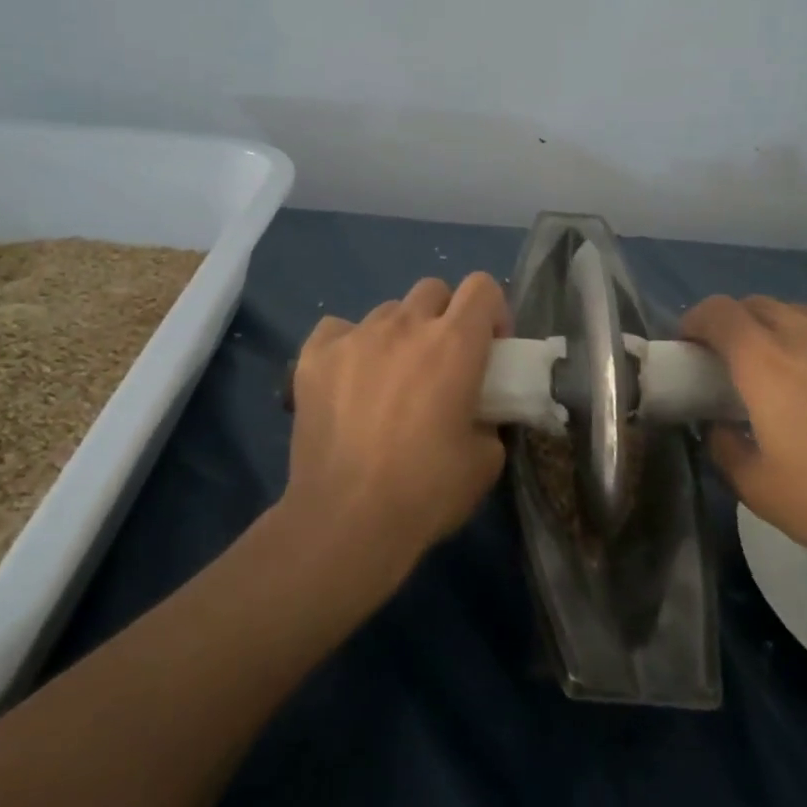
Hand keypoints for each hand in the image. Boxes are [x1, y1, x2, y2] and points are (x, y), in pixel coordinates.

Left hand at [283, 274, 509, 584]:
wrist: (346, 519)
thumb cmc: (426, 490)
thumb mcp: (485, 460)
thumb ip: (489, 419)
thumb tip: (478, 413)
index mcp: (454, 343)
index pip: (482, 286)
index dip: (492, 311)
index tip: (490, 347)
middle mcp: (405, 325)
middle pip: (433, 289)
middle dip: (445, 316)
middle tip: (442, 361)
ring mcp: (356, 336)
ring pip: (387, 311)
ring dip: (398, 334)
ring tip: (390, 378)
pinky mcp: (314, 356)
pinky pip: (338, 329)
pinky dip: (349, 346)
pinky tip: (349, 380)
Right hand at [681, 296, 806, 571]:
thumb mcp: (759, 488)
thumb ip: (724, 449)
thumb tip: (719, 428)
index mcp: (765, 358)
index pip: (718, 312)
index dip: (694, 320)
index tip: (687, 345)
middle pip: (758, 304)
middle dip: (733, 323)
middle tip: (729, 362)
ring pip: (801, 314)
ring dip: (777, 330)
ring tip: (781, 372)